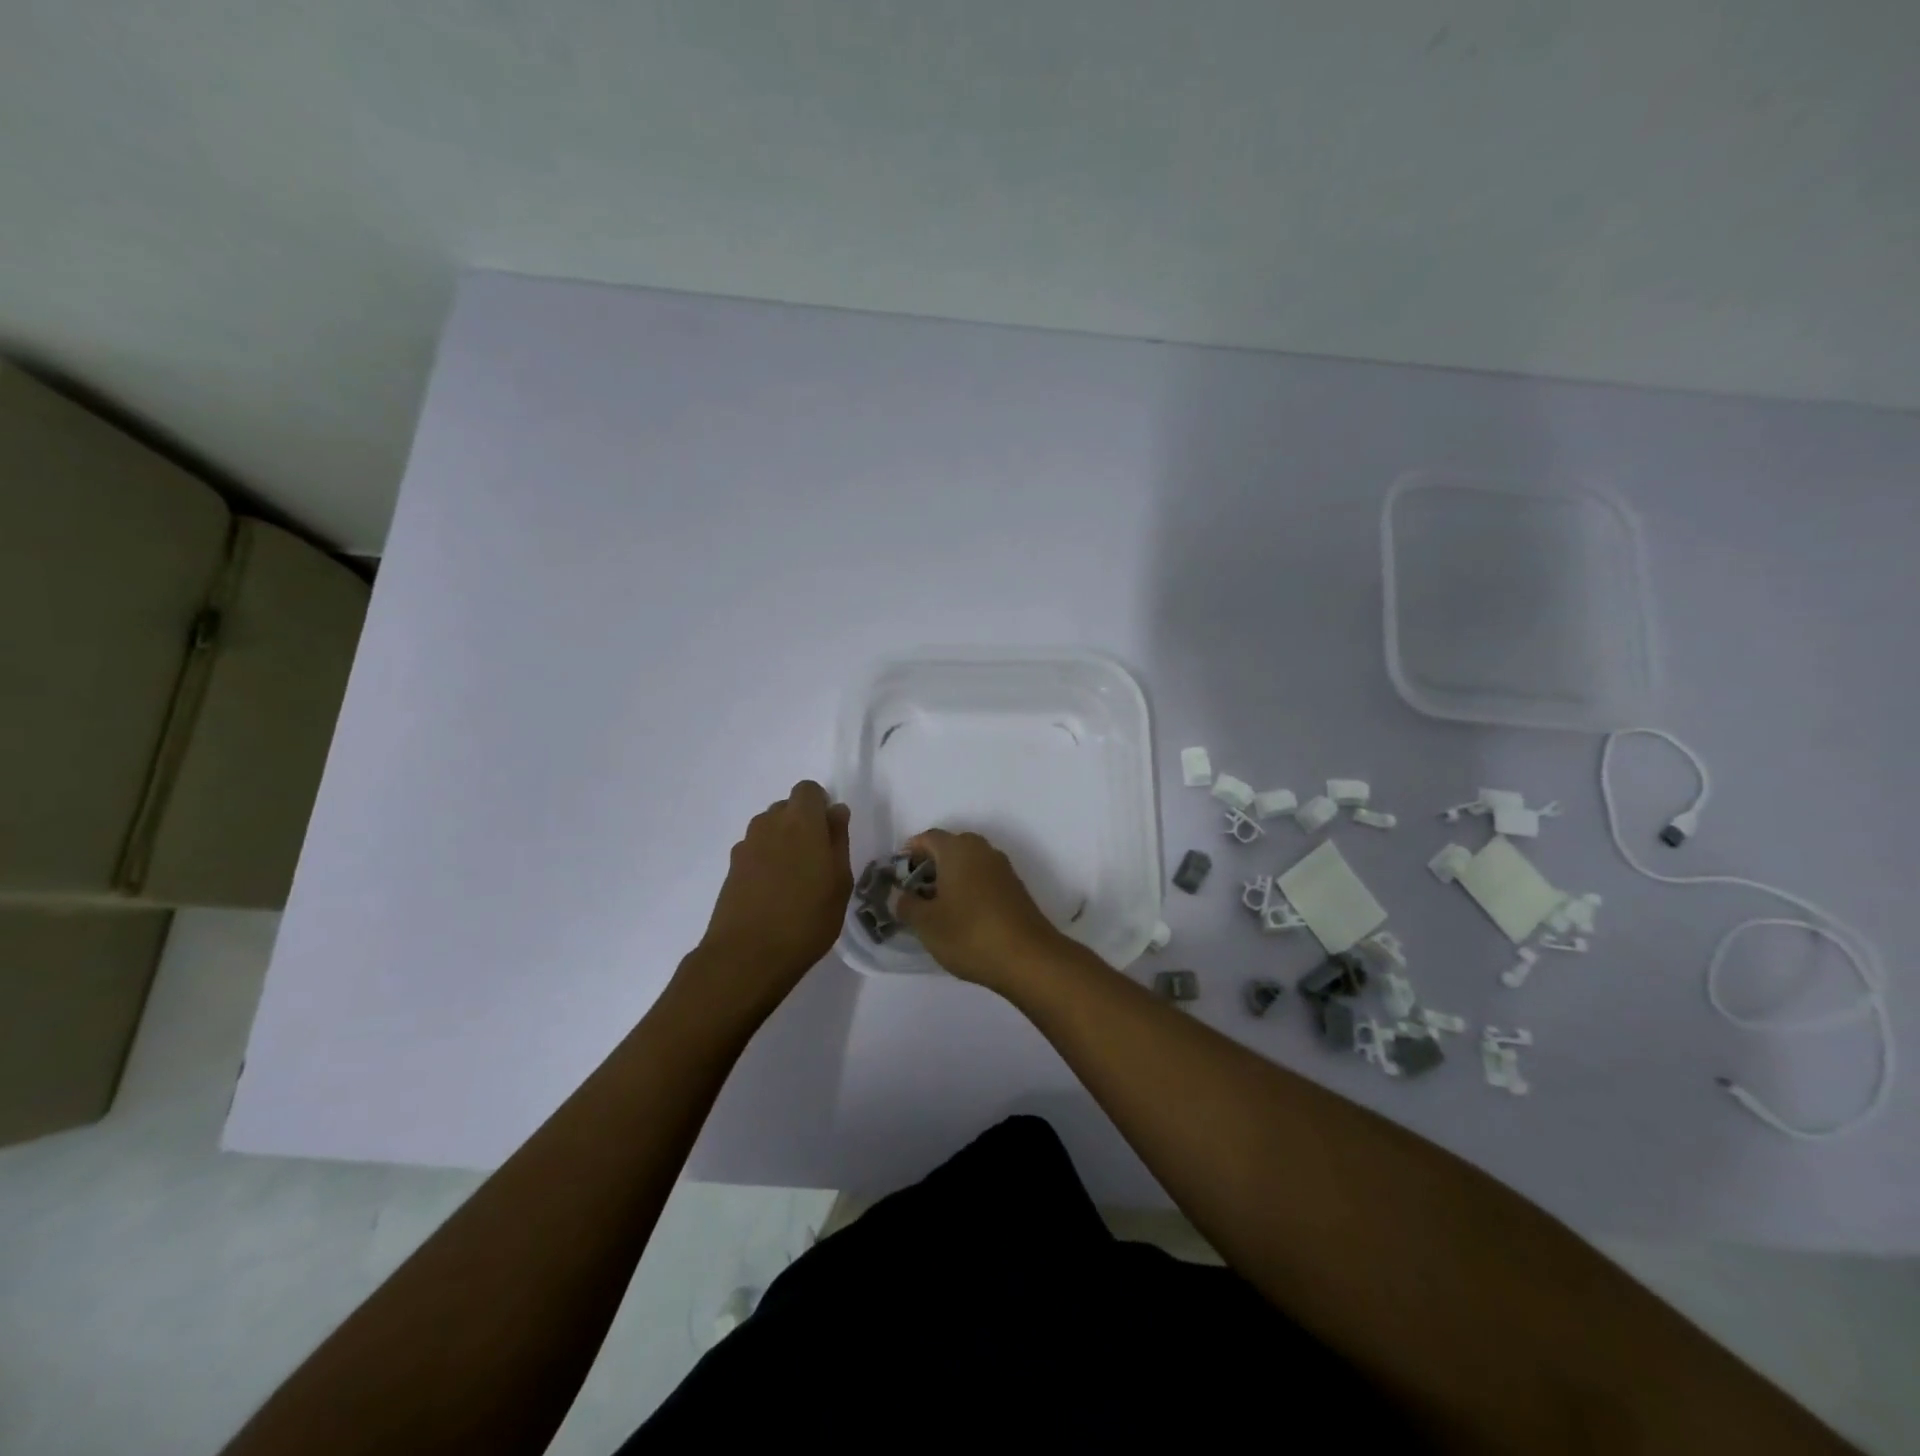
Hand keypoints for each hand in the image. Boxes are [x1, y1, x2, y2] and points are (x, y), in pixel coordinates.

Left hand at [690, 780, 852, 1019]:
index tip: (830, 832)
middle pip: (787, 807)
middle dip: (802, 823)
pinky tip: (774, 893)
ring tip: (796, 879)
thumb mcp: (840, 881)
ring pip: (769, 829)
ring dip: (783, 842)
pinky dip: (766, 861)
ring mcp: (746, 846)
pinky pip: (755, 851)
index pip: (808, 790)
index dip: (820, 805)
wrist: (747, 956)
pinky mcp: (731, 868)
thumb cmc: (807, 918)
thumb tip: (836, 811)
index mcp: (801, 821)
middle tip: (817, 859)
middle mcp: (769, 824)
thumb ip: (838, 840)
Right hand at [895, 829, 1068, 990]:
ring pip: (969, 863)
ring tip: (936, 907)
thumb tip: (899, 895)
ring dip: (951, 878)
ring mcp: (1002, 868)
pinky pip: (984, 878)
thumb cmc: (970, 934)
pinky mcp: (1015, 888)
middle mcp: (982, 850)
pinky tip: (962, 916)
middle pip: (950, 847)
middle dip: (930, 865)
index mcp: (958, 849)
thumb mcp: (927, 923)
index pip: (927, 838)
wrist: (1029, 957)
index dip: (910, 853)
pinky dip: (969, 889)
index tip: (898, 876)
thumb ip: (907, 905)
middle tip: (915, 892)